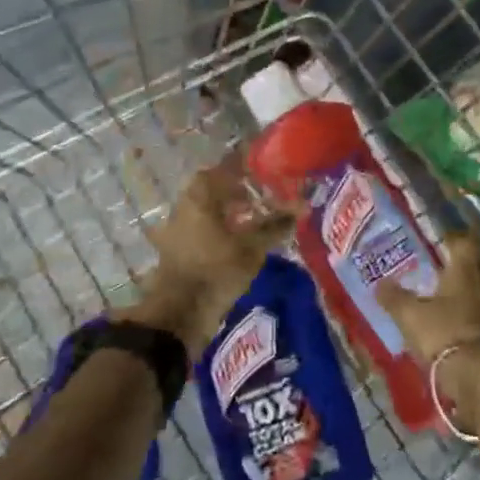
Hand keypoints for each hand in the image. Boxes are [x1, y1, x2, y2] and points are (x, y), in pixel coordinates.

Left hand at [128, 159, 294, 355]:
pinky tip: (237, 241)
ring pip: (207, 209)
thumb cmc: (217, 270)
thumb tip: (303, 206)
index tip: (266, 172)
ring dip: (229, 211)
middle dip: (238, 190)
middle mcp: (184, 204)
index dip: (246, 168)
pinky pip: (201, 228)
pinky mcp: (176, 248)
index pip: (225, 167)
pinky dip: (219, 228)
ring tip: (254, 220)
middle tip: (263, 197)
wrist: (179, 312)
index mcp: (199, 195)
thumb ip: (276, 224)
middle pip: (214, 188)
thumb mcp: (252, 247)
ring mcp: (176, 227)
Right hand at [376, 232, 479, 409]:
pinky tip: (457, 321)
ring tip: (446, 295)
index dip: (454, 238)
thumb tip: (380, 283)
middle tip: (441, 266)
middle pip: (478, 264)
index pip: (465, 242)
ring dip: (469, 290)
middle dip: (462, 264)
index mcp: (465, 269)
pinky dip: (473, 313)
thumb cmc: (443, 333)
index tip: (440, 240)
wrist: (479, 377)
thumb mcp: (410, 315)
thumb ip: (394, 297)